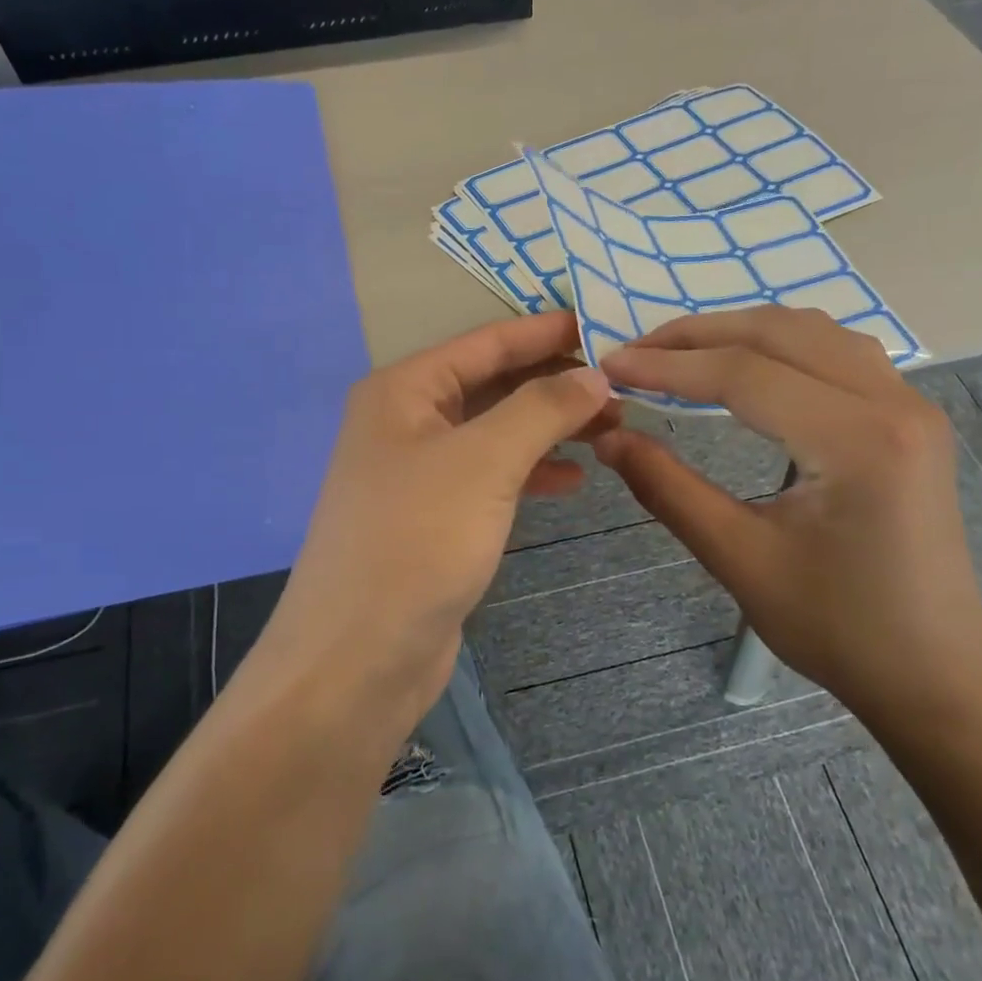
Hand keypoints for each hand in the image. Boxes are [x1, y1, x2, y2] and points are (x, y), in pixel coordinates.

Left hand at [262, 312, 613, 729]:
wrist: (359, 656)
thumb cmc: (416, 541)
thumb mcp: (484, 462)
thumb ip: (542, 409)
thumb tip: (595, 372)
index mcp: (403, 390)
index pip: (486, 342)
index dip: (546, 331)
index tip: (606, 323)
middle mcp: (406, 422)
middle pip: (492, 385)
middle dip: (555, 383)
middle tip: (622, 385)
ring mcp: (419, 473)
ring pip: (496, 432)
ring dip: (550, 428)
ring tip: (612, 427)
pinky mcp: (434, 518)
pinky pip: (491, 477)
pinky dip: (531, 473)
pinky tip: (574, 480)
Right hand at [594, 307, 981, 726]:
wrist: (935, 672)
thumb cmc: (838, 628)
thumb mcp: (739, 559)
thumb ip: (668, 488)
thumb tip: (607, 436)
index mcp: (857, 441)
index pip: (744, 374)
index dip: (668, 366)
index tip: (610, 365)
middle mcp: (894, 402)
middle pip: (779, 333)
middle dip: (697, 335)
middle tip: (636, 351)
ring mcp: (910, 404)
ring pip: (812, 332)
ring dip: (740, 331)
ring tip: (681, 353)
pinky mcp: (910, 417)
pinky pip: (838, 353)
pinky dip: (781, 345)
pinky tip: (748, 366)